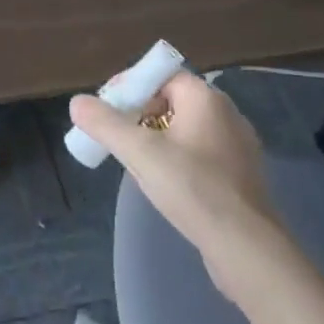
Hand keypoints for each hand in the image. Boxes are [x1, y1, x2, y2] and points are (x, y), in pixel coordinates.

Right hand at [71, 72, 285, 286]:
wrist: (247, 248)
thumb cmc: (193, 188)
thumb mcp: (140, 153)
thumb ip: (105, 124)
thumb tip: (76, 102)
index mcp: (205, 98)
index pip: (162, 75)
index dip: (131, 86)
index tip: (108, 108)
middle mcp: (226, 113)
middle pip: (172, 100)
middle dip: (140, 114)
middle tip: (116, 136)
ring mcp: (238, 146)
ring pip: (186, 128)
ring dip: (157, 138)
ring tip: (135, 160)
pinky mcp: (241, 175)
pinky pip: (201, 152)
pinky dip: (178, 158)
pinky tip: (165, 182)